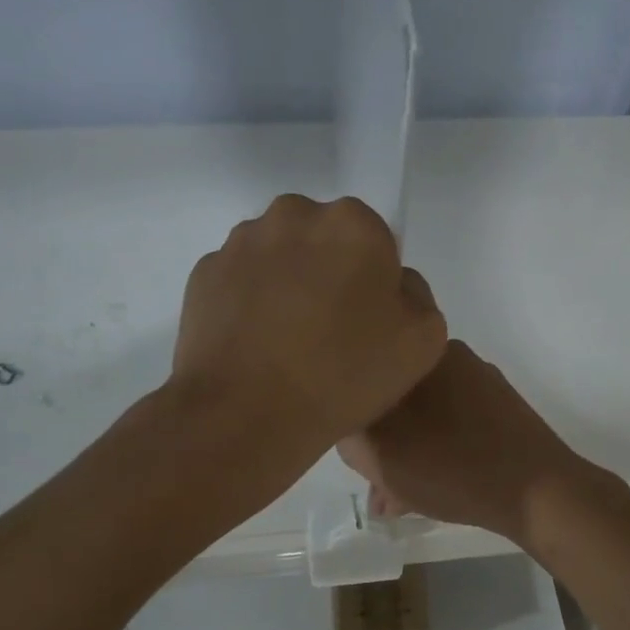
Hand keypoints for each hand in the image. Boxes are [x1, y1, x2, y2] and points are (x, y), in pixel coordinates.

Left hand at [172, 195, 446, 460]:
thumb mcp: (424, 341)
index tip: (367, 322)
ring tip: (286, 342)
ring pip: (278, 255)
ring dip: (287, 284)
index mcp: (353, 223)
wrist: (246, 414)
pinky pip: (241, 280)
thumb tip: (388, 287)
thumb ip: (416, 297)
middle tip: (329, 331)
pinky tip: (255, 345)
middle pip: (323, 239)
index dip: (374, 281)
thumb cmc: (343, 375)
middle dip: (328, 272)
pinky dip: (249, 302)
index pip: (375, 240)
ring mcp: (242, 242)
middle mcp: (294, 215)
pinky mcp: (204, 272)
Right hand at [337, 340, 600, 549]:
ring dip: (405, 451)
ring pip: (423, 415)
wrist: (538, 492)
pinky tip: (429, 492)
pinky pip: (451, 425)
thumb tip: (350, 429)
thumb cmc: (451, 468)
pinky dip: (435, 452)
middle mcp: (450, 358)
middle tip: (375, 482)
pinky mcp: (500, 410)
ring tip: (398, 498)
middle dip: (379, 438)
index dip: (350, 411)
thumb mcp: (379, 456)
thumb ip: (350, 436)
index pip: (365, 372)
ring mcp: (480, 383)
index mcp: (421, 355)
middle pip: (394, 395)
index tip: (352, 446)